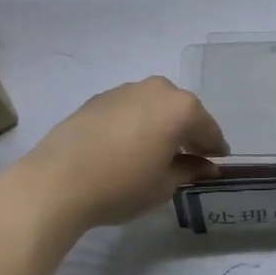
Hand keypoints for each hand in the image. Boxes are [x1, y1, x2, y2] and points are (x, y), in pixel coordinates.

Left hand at [12, 77, 228, 232]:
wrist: (57, 182)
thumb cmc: (122, 185)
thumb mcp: (164, 184)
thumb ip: (190, 169)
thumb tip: (206, 166)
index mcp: (180, 107)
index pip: (207, 128)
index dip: (215, 147)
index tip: (218, 160)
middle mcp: (156, 89)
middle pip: (182, 110)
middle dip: (188, 131)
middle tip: (191, 155)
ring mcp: (124, 91)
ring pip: (154, 106)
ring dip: (161, 124)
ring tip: (158, 151)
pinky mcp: (97, 99)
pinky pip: (129, 109)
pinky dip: (137, 123)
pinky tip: (129, 145)